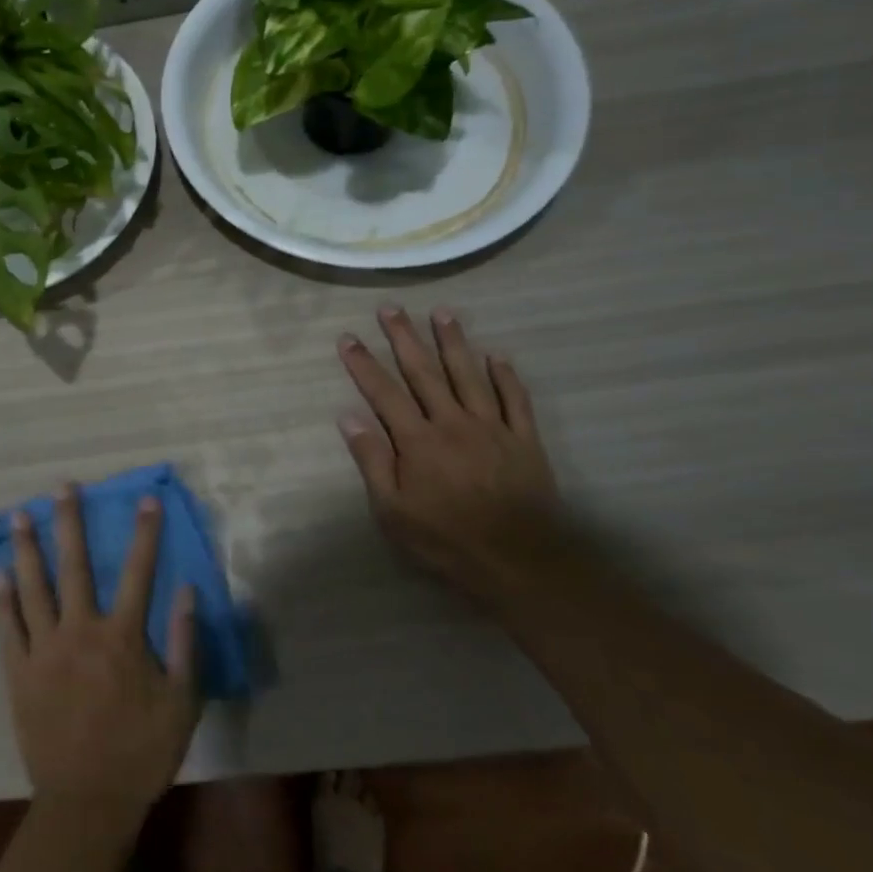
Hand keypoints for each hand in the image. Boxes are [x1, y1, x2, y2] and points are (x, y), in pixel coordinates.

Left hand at [0, 487, 199, 830]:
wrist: (87, 803)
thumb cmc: (141, 752)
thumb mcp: (181, 703)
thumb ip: (186, 644)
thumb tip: (189, 591)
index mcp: (122, 638)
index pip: (139, 572)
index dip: (145, 534)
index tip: (146, 499)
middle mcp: (81, 631)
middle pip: (75, 566)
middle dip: (70, 522)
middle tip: (62, 487)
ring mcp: (44, 650)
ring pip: (34, 587)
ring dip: (28, 548)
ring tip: (19, 514)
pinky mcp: (19, 672)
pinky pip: (7, 629)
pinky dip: (0, 600)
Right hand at [337, 307, 560, 591]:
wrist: (519, 563)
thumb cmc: (446, 541)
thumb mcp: (393, 511)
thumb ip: (372, 461)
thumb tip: (348, 417)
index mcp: (417, 441)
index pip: (383, 392)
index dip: (363, 363)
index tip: (348, 338)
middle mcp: (452, 423)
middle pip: (424, 372)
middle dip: (404, 338)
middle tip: (391, 308)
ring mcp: (491, 428)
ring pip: (469, 375)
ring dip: (454, 342)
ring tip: (443, 313)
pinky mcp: (524, 440)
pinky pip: (515, 400)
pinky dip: (505, 376)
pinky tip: (497, 355)